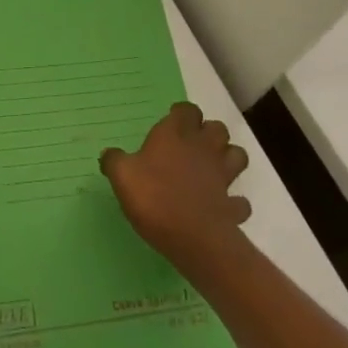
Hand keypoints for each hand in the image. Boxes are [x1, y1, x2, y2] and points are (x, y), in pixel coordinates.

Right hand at [101, 102, 250, 273]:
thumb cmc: (154, 197)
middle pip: (217, 128)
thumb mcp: (122, 176)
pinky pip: (239, 201)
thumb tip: (108, 154)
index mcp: (176, 134)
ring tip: (214, 169)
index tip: (173, 121)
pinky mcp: (232, 205)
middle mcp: (203, 148)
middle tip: (194, 145)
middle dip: (209, 133)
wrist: (193, 237)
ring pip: (237, 156)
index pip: (187, 110)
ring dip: (229, 159)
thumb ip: (114, 161)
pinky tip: (222, 207)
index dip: (182, 114)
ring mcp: (222, 176)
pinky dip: (234, 202)